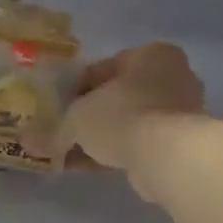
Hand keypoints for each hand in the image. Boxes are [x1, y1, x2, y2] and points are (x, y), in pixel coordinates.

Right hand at [57, 43, 205, 190]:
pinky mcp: (179, 143)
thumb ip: (61, 126)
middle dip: (90, 116)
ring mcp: (179, 112)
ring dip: (99, 139)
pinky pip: (138, 144)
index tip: (59, 108)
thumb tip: (42, 142)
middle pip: (119, 97)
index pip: (105, 68)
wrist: (166, 157)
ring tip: (70, 156)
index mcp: (152, 54)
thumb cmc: (123, 117)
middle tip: (65, 133)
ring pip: (128, 123)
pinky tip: (87, 167)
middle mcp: (172, 77)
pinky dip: (114, 152)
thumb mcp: (78, 117)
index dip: (76, 88)